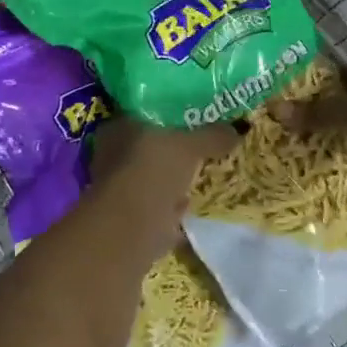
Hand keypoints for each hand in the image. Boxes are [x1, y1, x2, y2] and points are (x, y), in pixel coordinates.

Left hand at [89, 119, 238, 258]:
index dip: (169, 115)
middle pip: (148, 147)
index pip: (144, 113)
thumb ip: (211, 136)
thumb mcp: (189, 147)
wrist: (129, 233)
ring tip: (200, 177)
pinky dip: (170, 208)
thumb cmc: (152, 173)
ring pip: (151, 178)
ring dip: (171, 181)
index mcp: (118, 127)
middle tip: (202, 149)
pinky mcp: (126, 221)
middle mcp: (110, 155)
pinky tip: (190, 207)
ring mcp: (116, 190)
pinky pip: (155, 207)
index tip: (195, 119)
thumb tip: (236, 129)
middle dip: (172, 151)